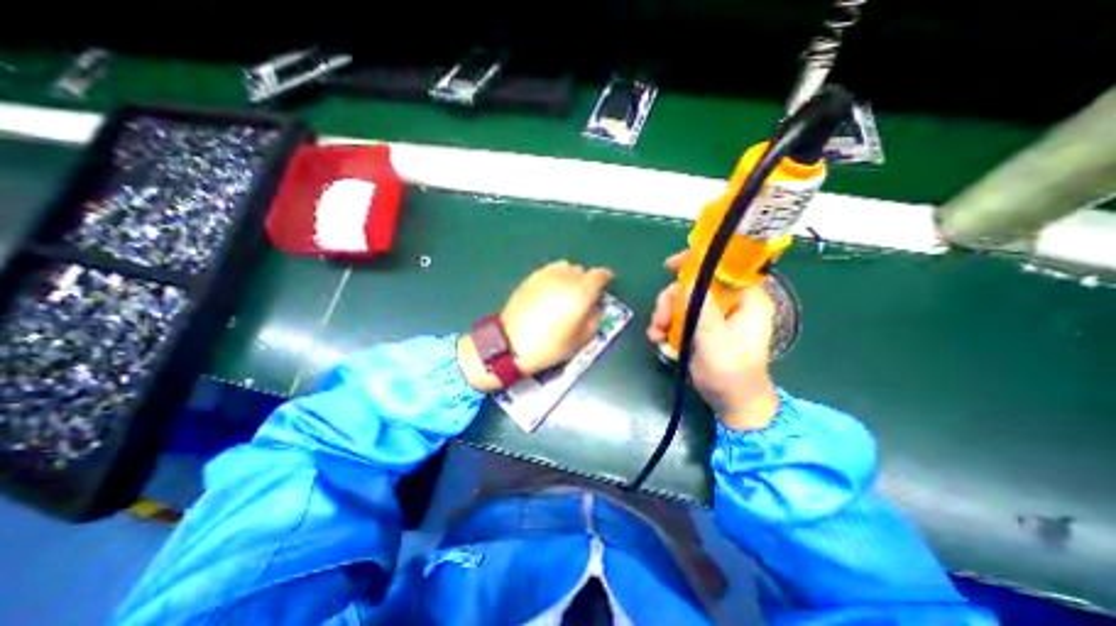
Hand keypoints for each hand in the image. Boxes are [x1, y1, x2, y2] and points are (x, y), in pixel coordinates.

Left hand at [459, 258, 614, 391]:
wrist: (511, 344)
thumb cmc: (550, 346)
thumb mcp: (581, 340)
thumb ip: (594, 319)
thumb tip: (595, 307)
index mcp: (581, 293)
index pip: (599, 275)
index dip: (606, 276)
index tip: (607, 281)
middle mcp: (565, 279)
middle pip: (582, 270)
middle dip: (587, 280)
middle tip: (584, 295)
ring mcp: (546, 276)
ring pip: (565, 266)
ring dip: (571, 275)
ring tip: (567, 290)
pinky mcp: (531, 278)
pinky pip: (550, 269)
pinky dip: (556, 275)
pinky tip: (551, 289)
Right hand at [650, 251, 778, 430]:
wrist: (731, 403)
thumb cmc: (731, 374)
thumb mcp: (715, 341)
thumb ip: (703, 310)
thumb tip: (687, 282)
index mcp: (745, 300)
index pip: (724, 267)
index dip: (697, 261)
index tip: (670, 266)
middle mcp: (730, 303)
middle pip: (694, 285)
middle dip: (671, 300)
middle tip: (660, 319)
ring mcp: (714, 315)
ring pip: (682, 300)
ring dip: (665, 315)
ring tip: (656, 334)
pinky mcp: (701, 327)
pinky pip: (679, 316)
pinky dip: (666, 325)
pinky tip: (658, 339)